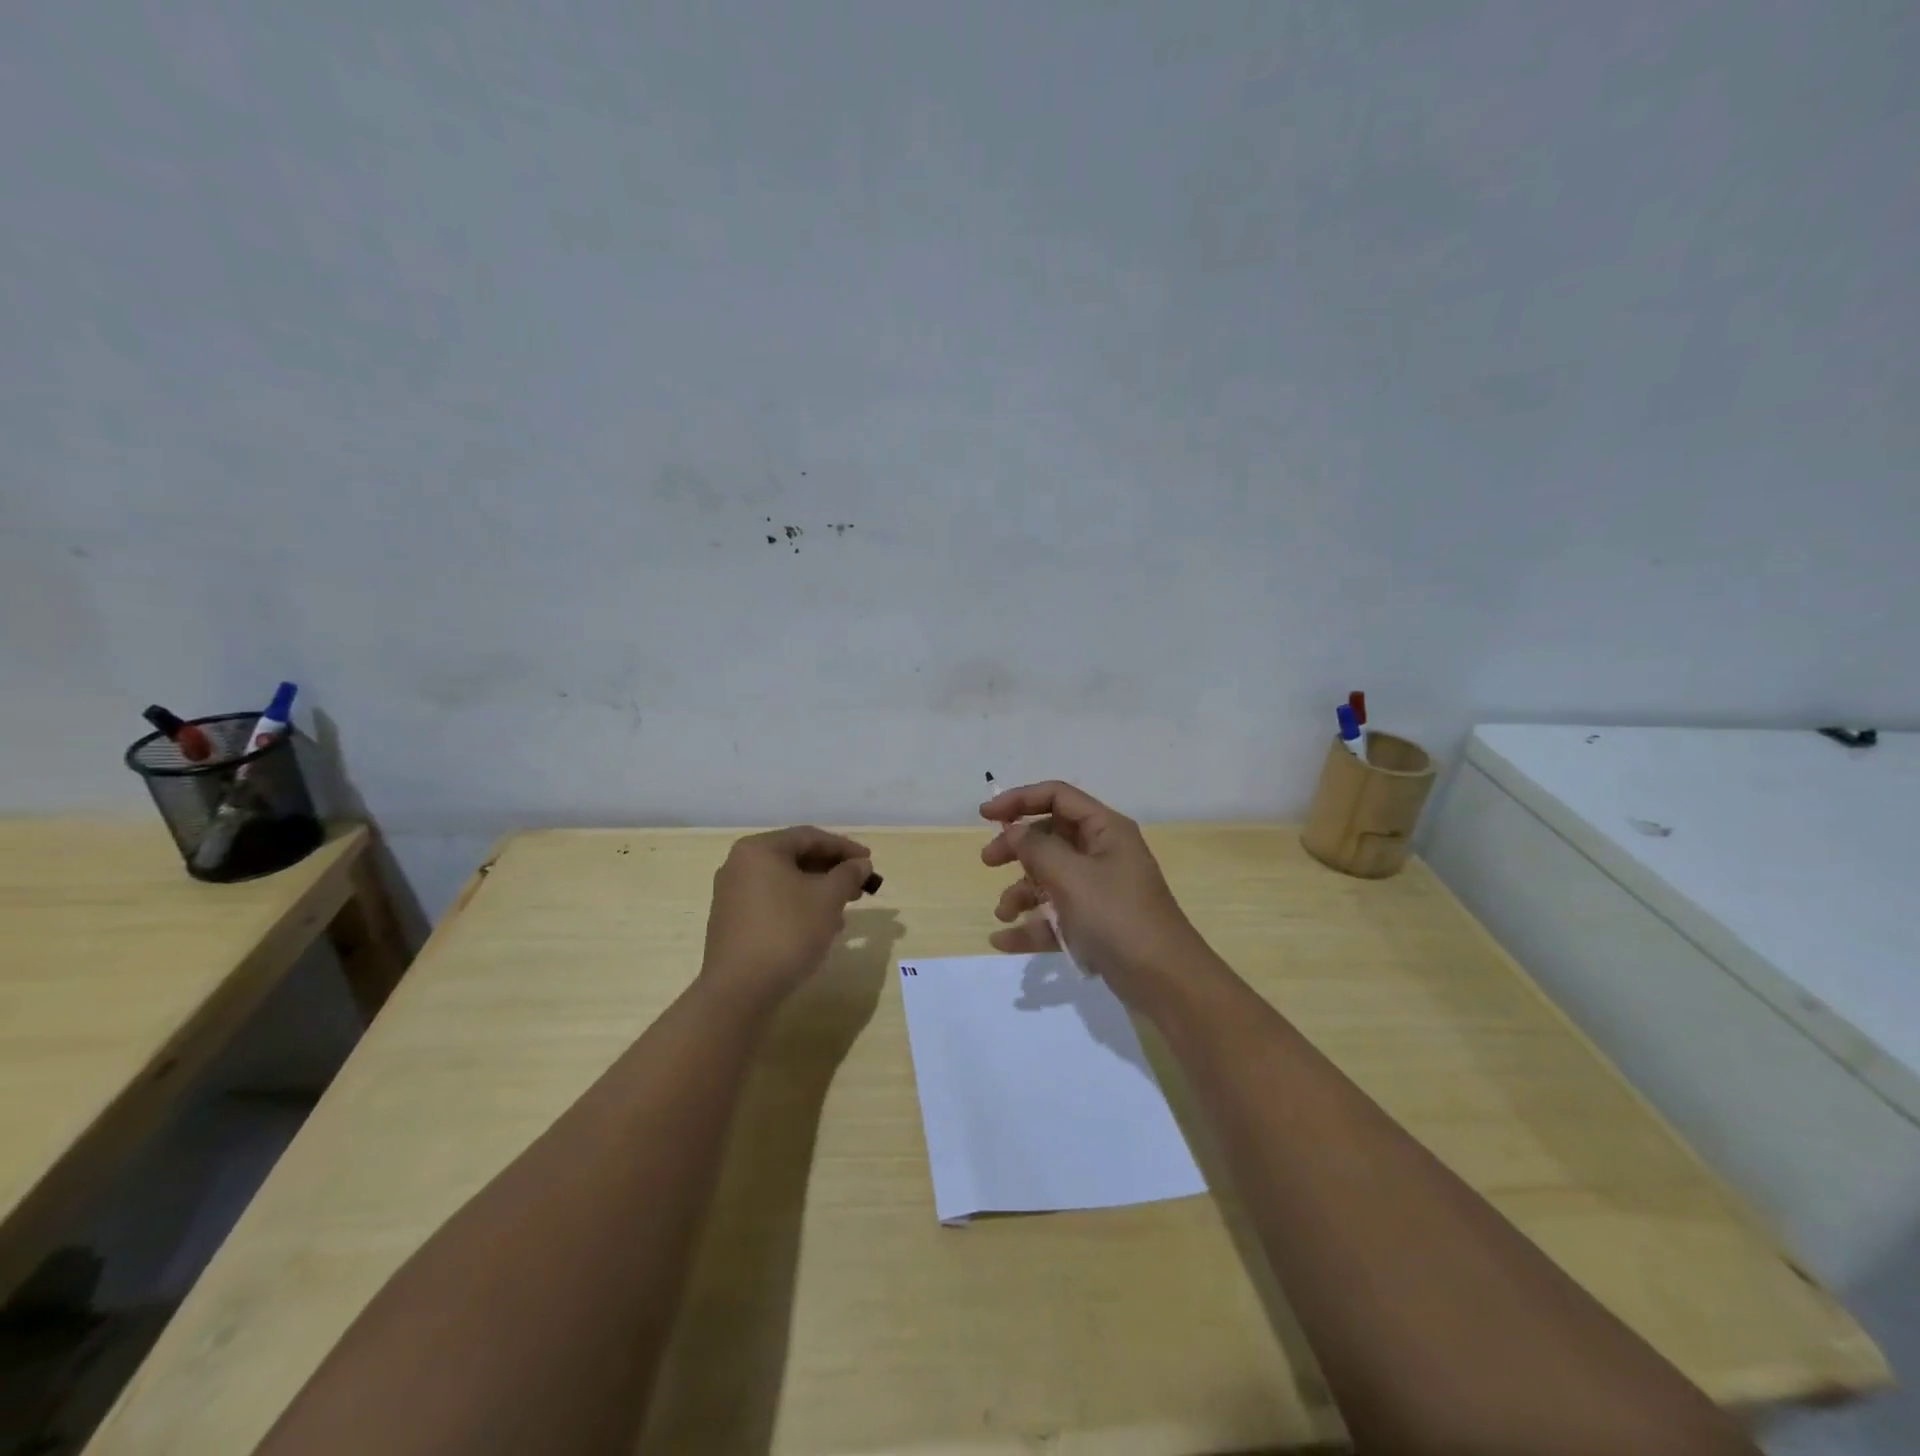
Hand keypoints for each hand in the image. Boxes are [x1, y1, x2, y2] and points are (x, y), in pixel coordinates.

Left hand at [702, 827, 873, 1004]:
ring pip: (785, 882)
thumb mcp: (827, 899)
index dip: (844, 847)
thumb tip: (861, 864)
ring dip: (818, 891)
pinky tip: (819, 927)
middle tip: (860, 885)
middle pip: (795, 858)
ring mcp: (732, 894)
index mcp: (759, 849)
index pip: (810, 837)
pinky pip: (772, 902)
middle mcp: (740, 865)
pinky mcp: (732, 921)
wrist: (740, 990)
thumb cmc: (787, 932)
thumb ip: (848, 874)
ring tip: (844, 908)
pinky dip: (798, 906)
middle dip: (831, 871)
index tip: (869, 861)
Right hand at [980, 781, 1209, 1005]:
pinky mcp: (1094, 923)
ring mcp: (1098, 890)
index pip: (1058, 797)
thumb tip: (1014, 830)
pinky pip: (1055, 915)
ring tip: (1003, 912)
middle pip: (1050, 836)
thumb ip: (1037, 849)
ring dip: (1021, 891)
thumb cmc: (1118, 917)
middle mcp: (1102, 853)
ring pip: (1050, 877)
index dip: (1020, 800)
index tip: (985, 815)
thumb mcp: (1072, 877)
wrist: (1164, 981)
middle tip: (988, 862)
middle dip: (1017, 848)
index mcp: (1105, 830)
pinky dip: (1031, 925)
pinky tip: (1003, 941)